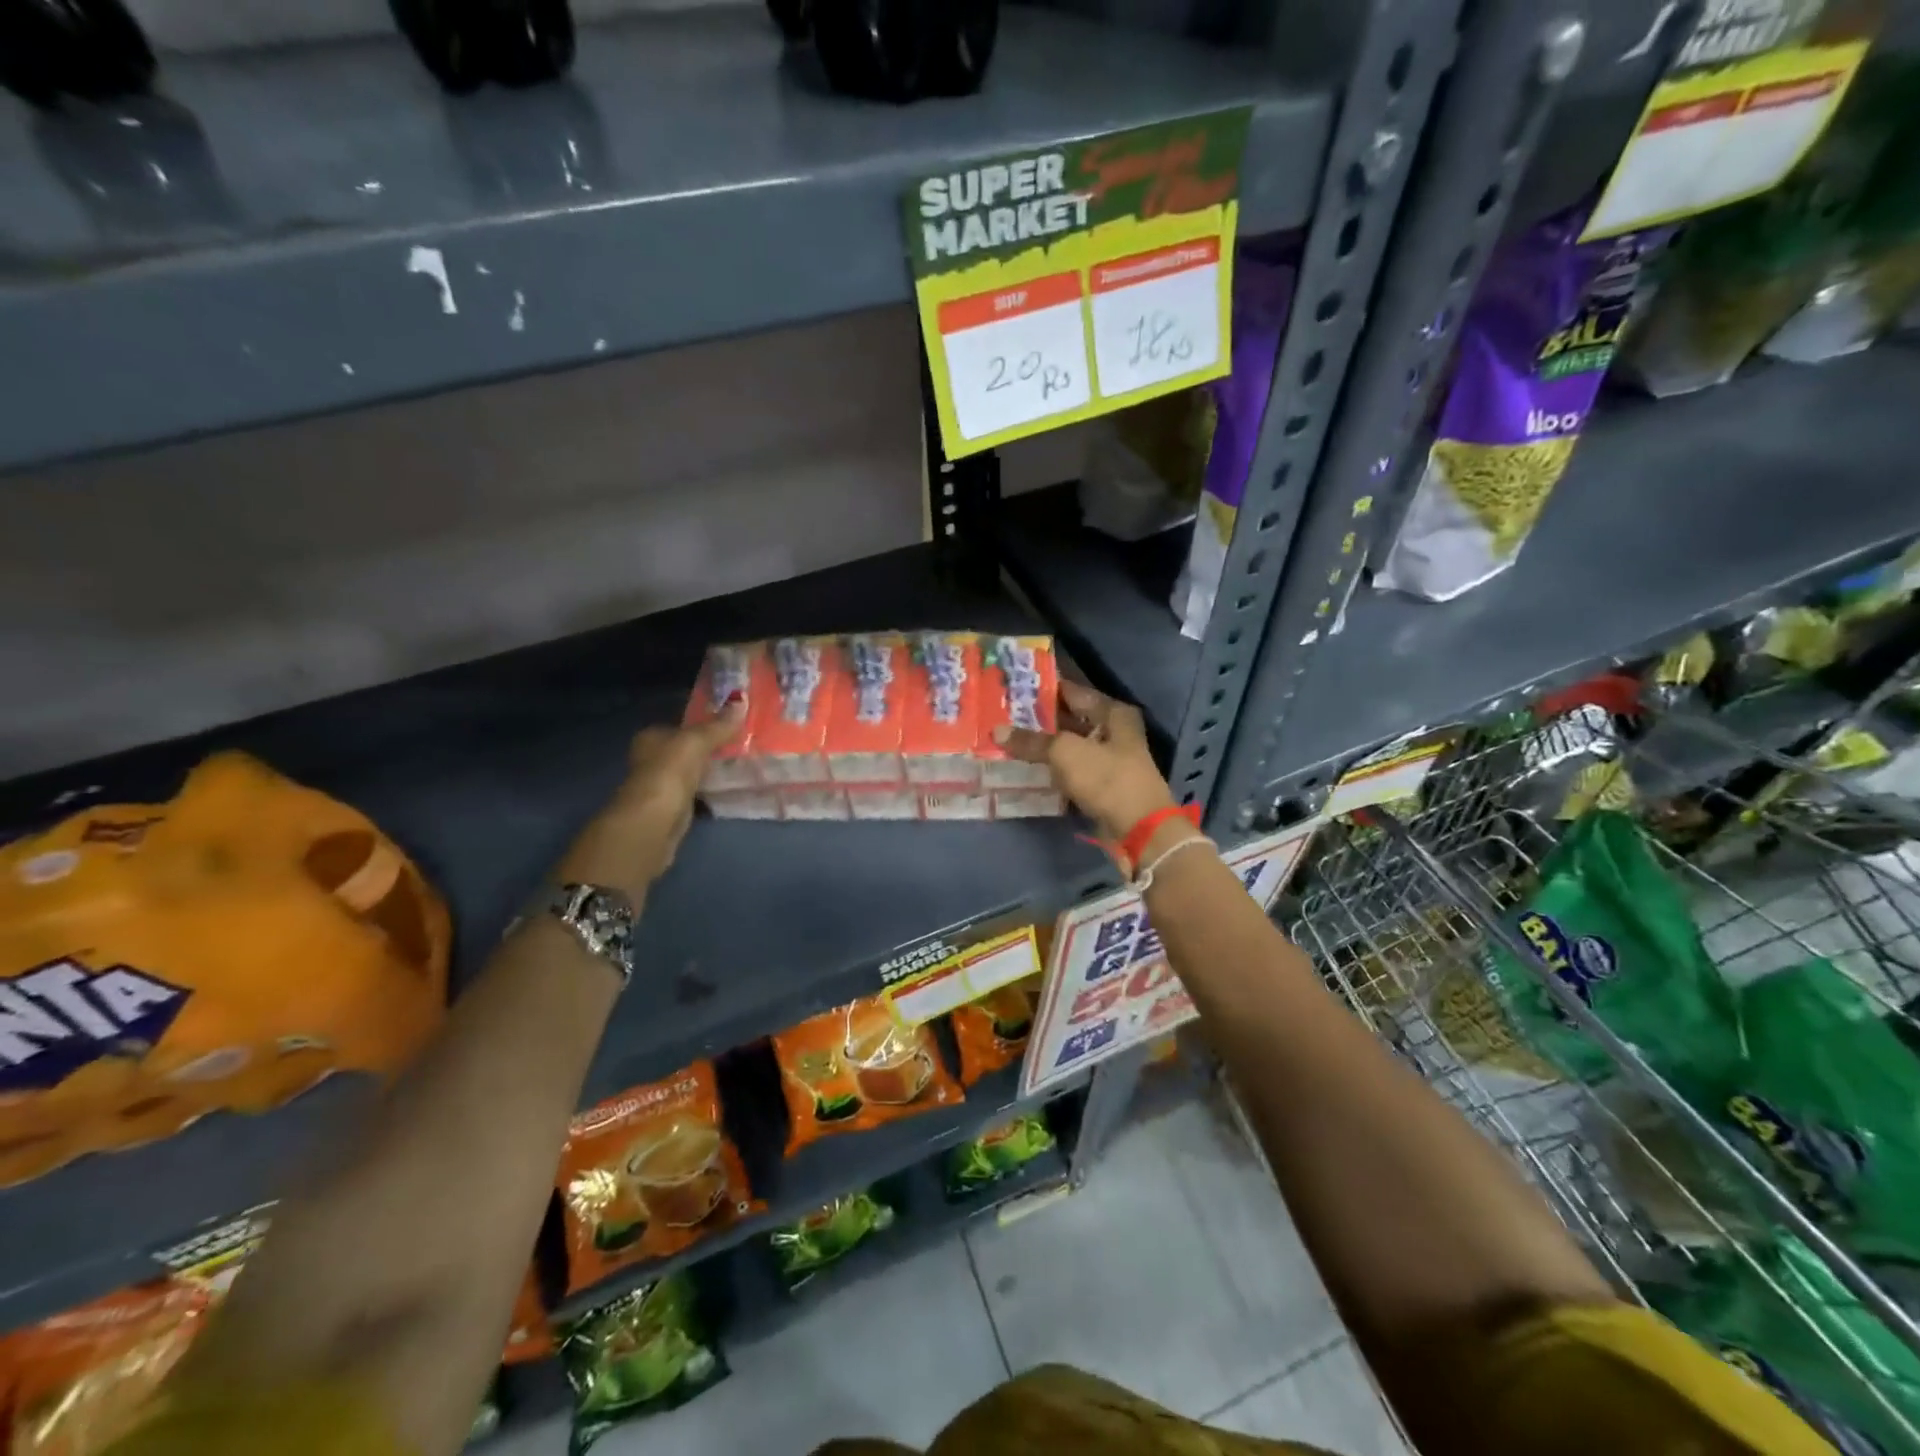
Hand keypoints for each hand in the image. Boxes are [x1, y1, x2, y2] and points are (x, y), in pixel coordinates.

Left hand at [556, 706, 744, 900]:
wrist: (652, 824)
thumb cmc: (668, 773)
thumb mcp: (696, 742)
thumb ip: (718, 725)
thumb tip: (741, 699)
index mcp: (651, 737)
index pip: (680, 724)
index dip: (704, 722)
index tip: (732, 721)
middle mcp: (652, 758)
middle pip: (687, 747)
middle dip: (711, 746)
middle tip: (744, 741)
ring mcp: (662, 784)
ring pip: (694, 770)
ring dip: (712, 768)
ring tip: (744, 761)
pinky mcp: (674, 808)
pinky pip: (698, 791)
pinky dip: (711, 788)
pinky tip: (731, 786)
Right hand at [994, 681, 1178, 850]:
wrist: (1137, 828)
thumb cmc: (1106, 778)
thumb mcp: (1065, 752)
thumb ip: (1031, 741)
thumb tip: (997, 731)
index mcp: (1112, 713)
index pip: (1073, 691)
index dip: (1045, 688)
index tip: (1014, 688)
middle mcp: (1113, 731)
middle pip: (1070, 719)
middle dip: (1040, 719)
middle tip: (1003, 714)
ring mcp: (1107, 759)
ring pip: (1068, 746)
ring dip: (1043, 745)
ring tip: (1008, 738)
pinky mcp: (1100, 784)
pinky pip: (1069, 769)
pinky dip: (1051, 768)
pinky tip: (1025, 767)